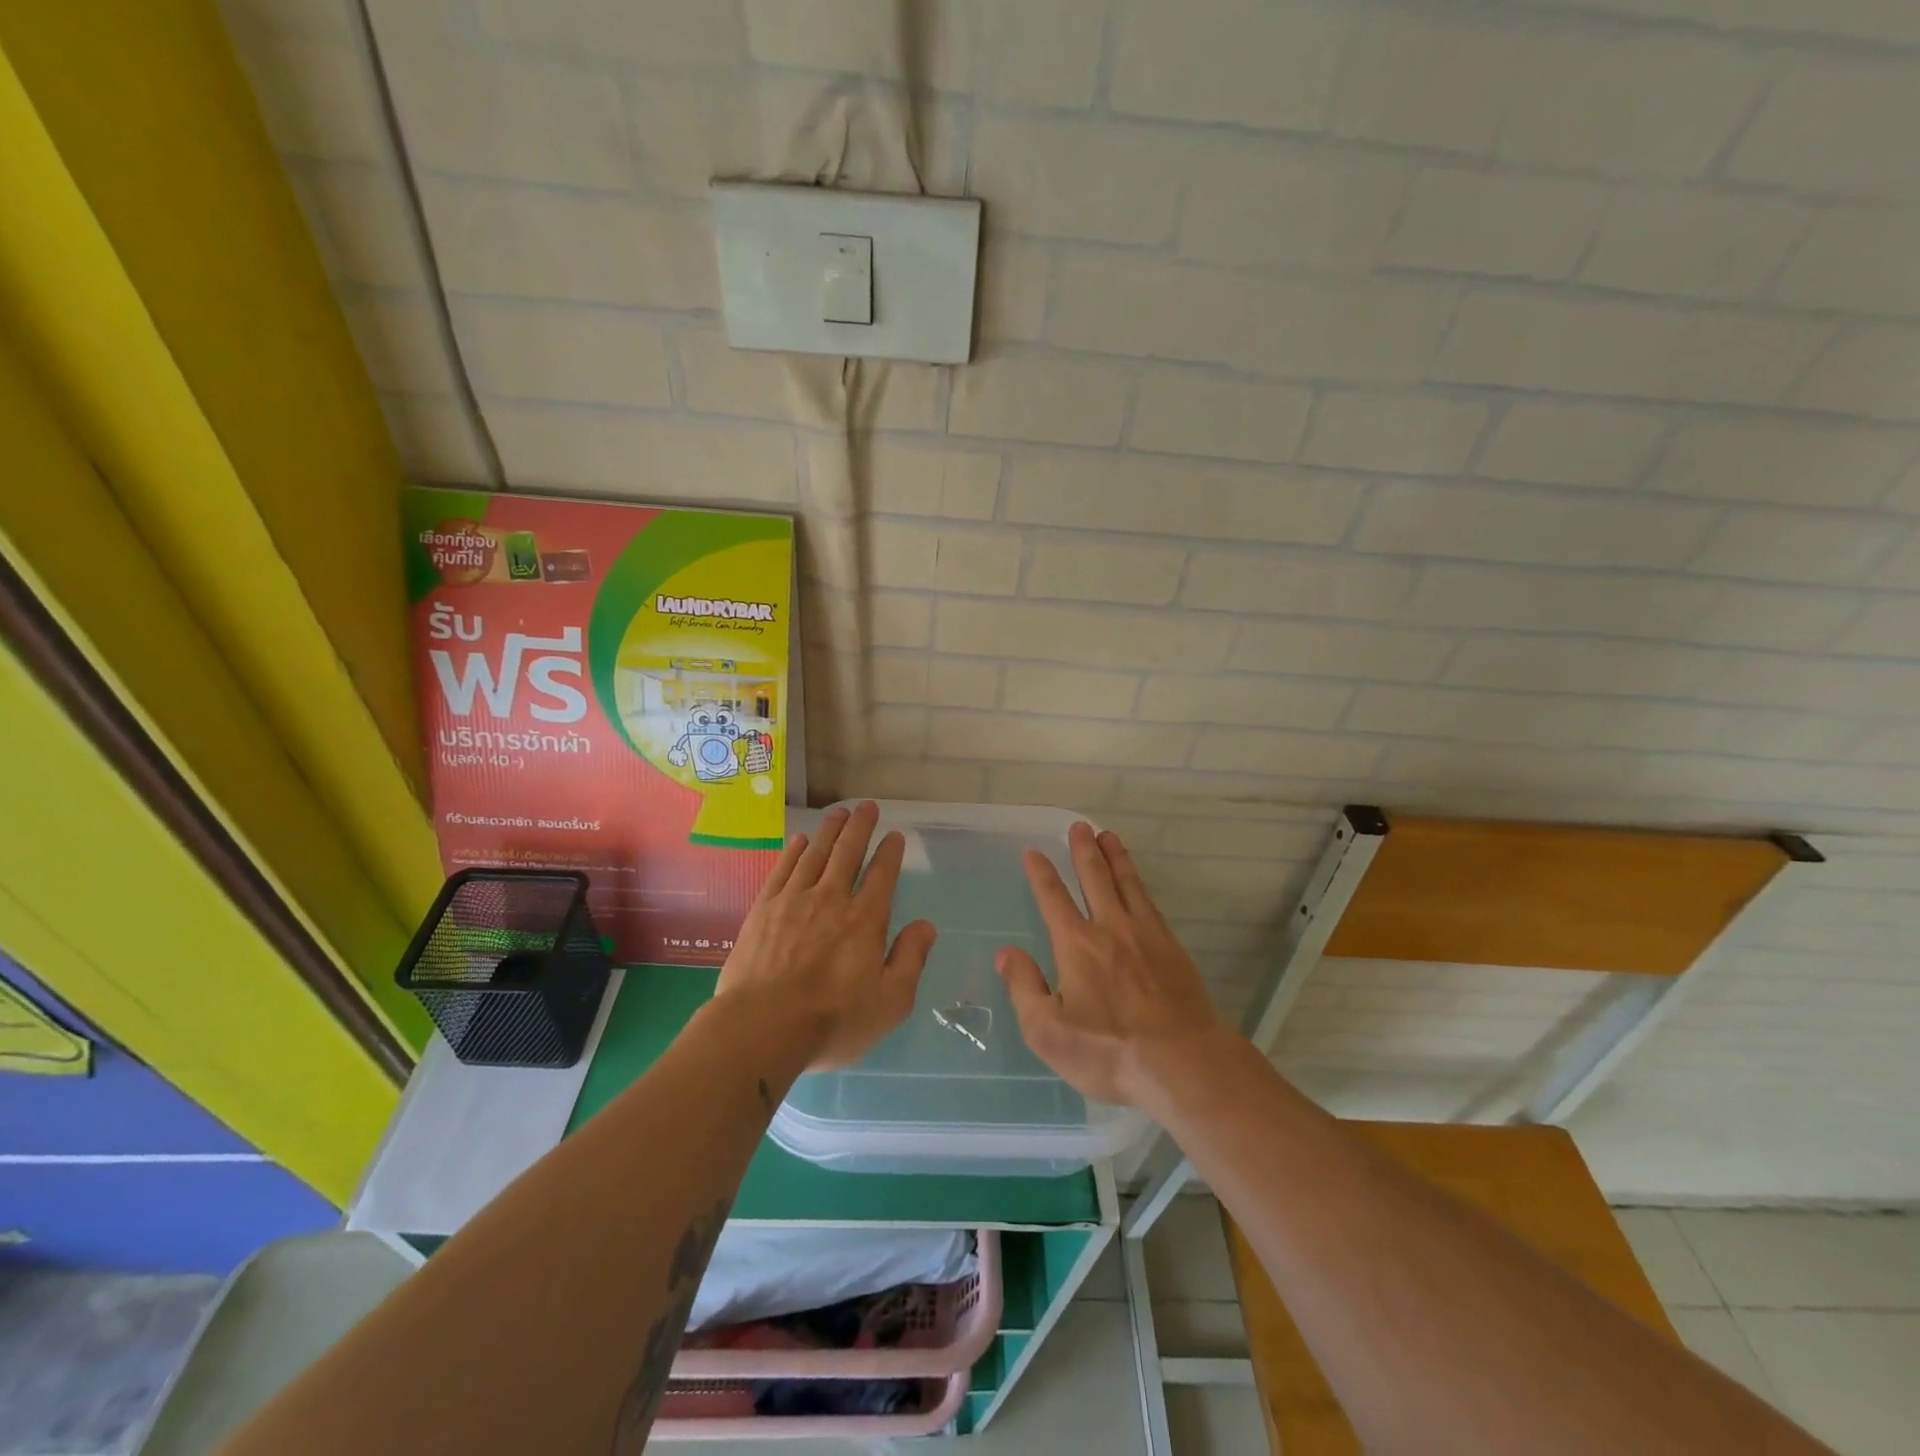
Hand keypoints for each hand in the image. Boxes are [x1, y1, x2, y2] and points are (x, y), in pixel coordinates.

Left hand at [715, 801, 935, 1069]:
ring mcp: (794, 900)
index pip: (882, 875)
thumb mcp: (890, 1002)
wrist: (762, 1027)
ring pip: (816, 853)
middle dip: (860, 827)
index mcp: (865, 920)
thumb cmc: (832, 1020)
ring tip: (839, 813)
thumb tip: (926, 926)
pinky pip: (783, 869)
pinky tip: (800, 840)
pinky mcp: (764, 909)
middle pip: (848, 852)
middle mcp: (831, 899)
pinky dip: (794, 851)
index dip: (890, 852)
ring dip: (830, 831)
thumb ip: (910, 960)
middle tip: (867, 807)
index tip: (895, 836)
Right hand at [996, 823, 1231, 1107]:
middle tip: (1080, 826)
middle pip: (1095, 878)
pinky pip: (1151, 904)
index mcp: (1077, 944)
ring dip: (1115, 857)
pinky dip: (1140, 884)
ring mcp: (1146, 935)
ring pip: (1127, 884)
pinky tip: (1138, 884)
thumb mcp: (1048, 1032)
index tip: (1034, 852)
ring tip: (1108, 836)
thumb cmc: (1109, 1052)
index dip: (1041, 873)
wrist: (1183, 1063)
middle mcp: (1110, 928)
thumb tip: (1006, 954)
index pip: (1053, 898)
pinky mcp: (1172, 949)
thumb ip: (1024, 988)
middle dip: (1084, 850)